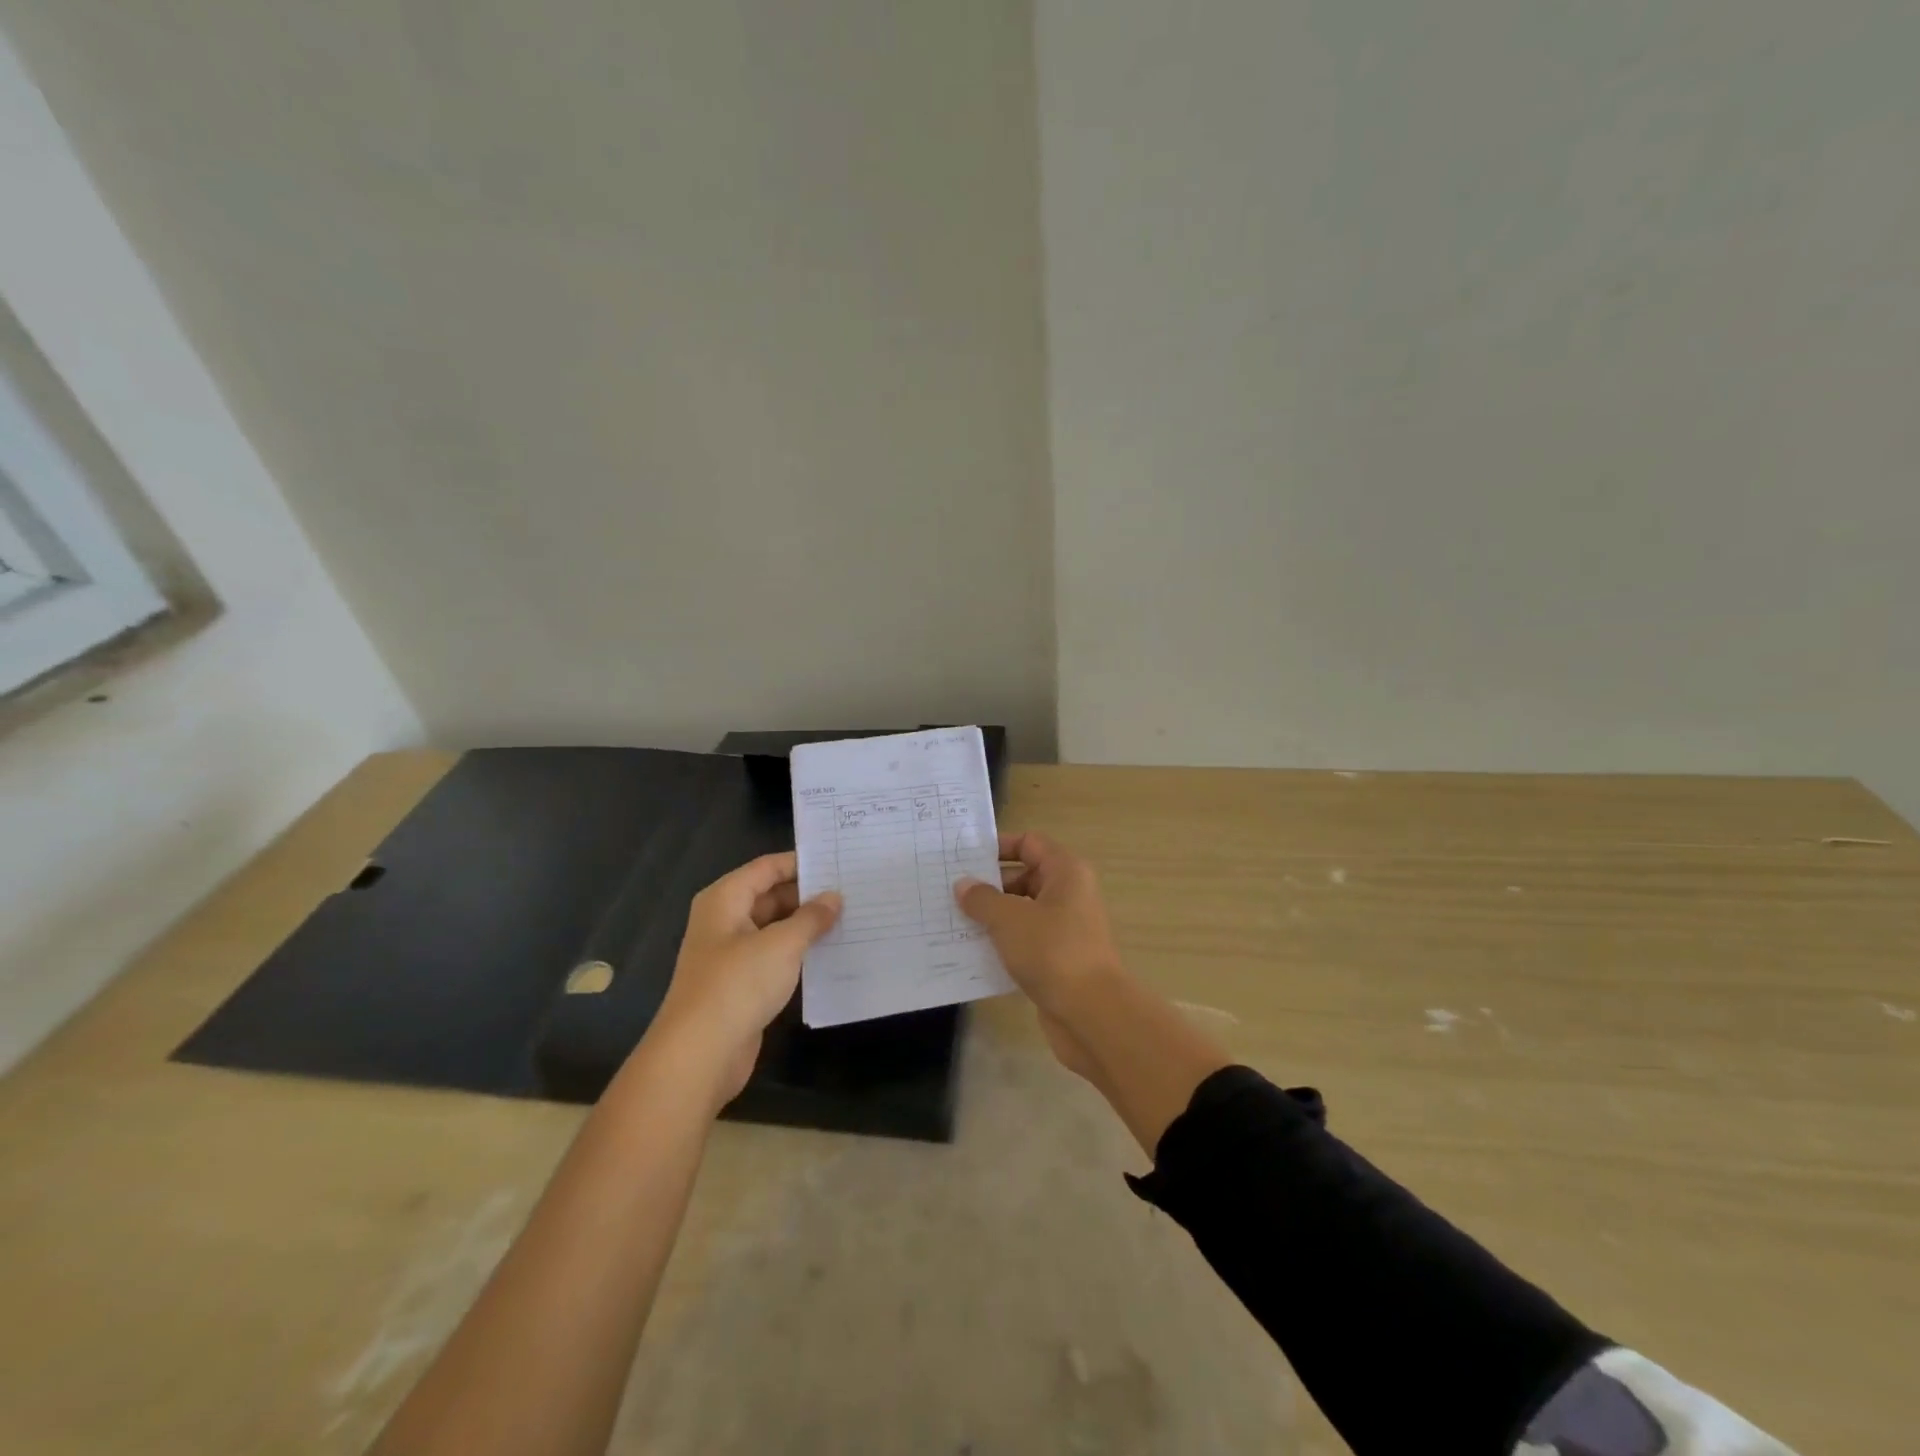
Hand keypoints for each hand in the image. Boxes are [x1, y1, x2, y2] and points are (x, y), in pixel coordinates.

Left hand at [652, 852, 840, 1102]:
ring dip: (805, 926)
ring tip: (850, 919)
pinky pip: (774, 957)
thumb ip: (811, 917)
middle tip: (853, 892)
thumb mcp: (782, 944)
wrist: (699, 1055)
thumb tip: (833, 897)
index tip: (840, 862)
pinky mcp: (740, 984)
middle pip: (770, 896)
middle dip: (808, 895)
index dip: (802, 863)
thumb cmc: (738, 985)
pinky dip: (798, 953)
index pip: (768, 867)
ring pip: (774, 928)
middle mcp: (725, 920)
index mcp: (725, 899)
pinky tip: (830, 954)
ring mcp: (731, 954)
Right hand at [955, 833, 1125, 1077]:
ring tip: (954, 921)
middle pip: (1025, 876)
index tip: (964, 858)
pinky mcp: (1059, 959)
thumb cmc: (1052, 951)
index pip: (1029, 843)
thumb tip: (964, 884)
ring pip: (1023, 911)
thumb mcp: (1008, 919)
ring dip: (993, 916)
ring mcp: (1066, 928)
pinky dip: (1003, 943)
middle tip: (950, 892)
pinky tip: (973, 952)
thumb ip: (982, 898)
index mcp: (1065, 872)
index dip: (998, 846)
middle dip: (989, 884)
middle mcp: (1070, 894)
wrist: (1091, 1013)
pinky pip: (1026, 940)